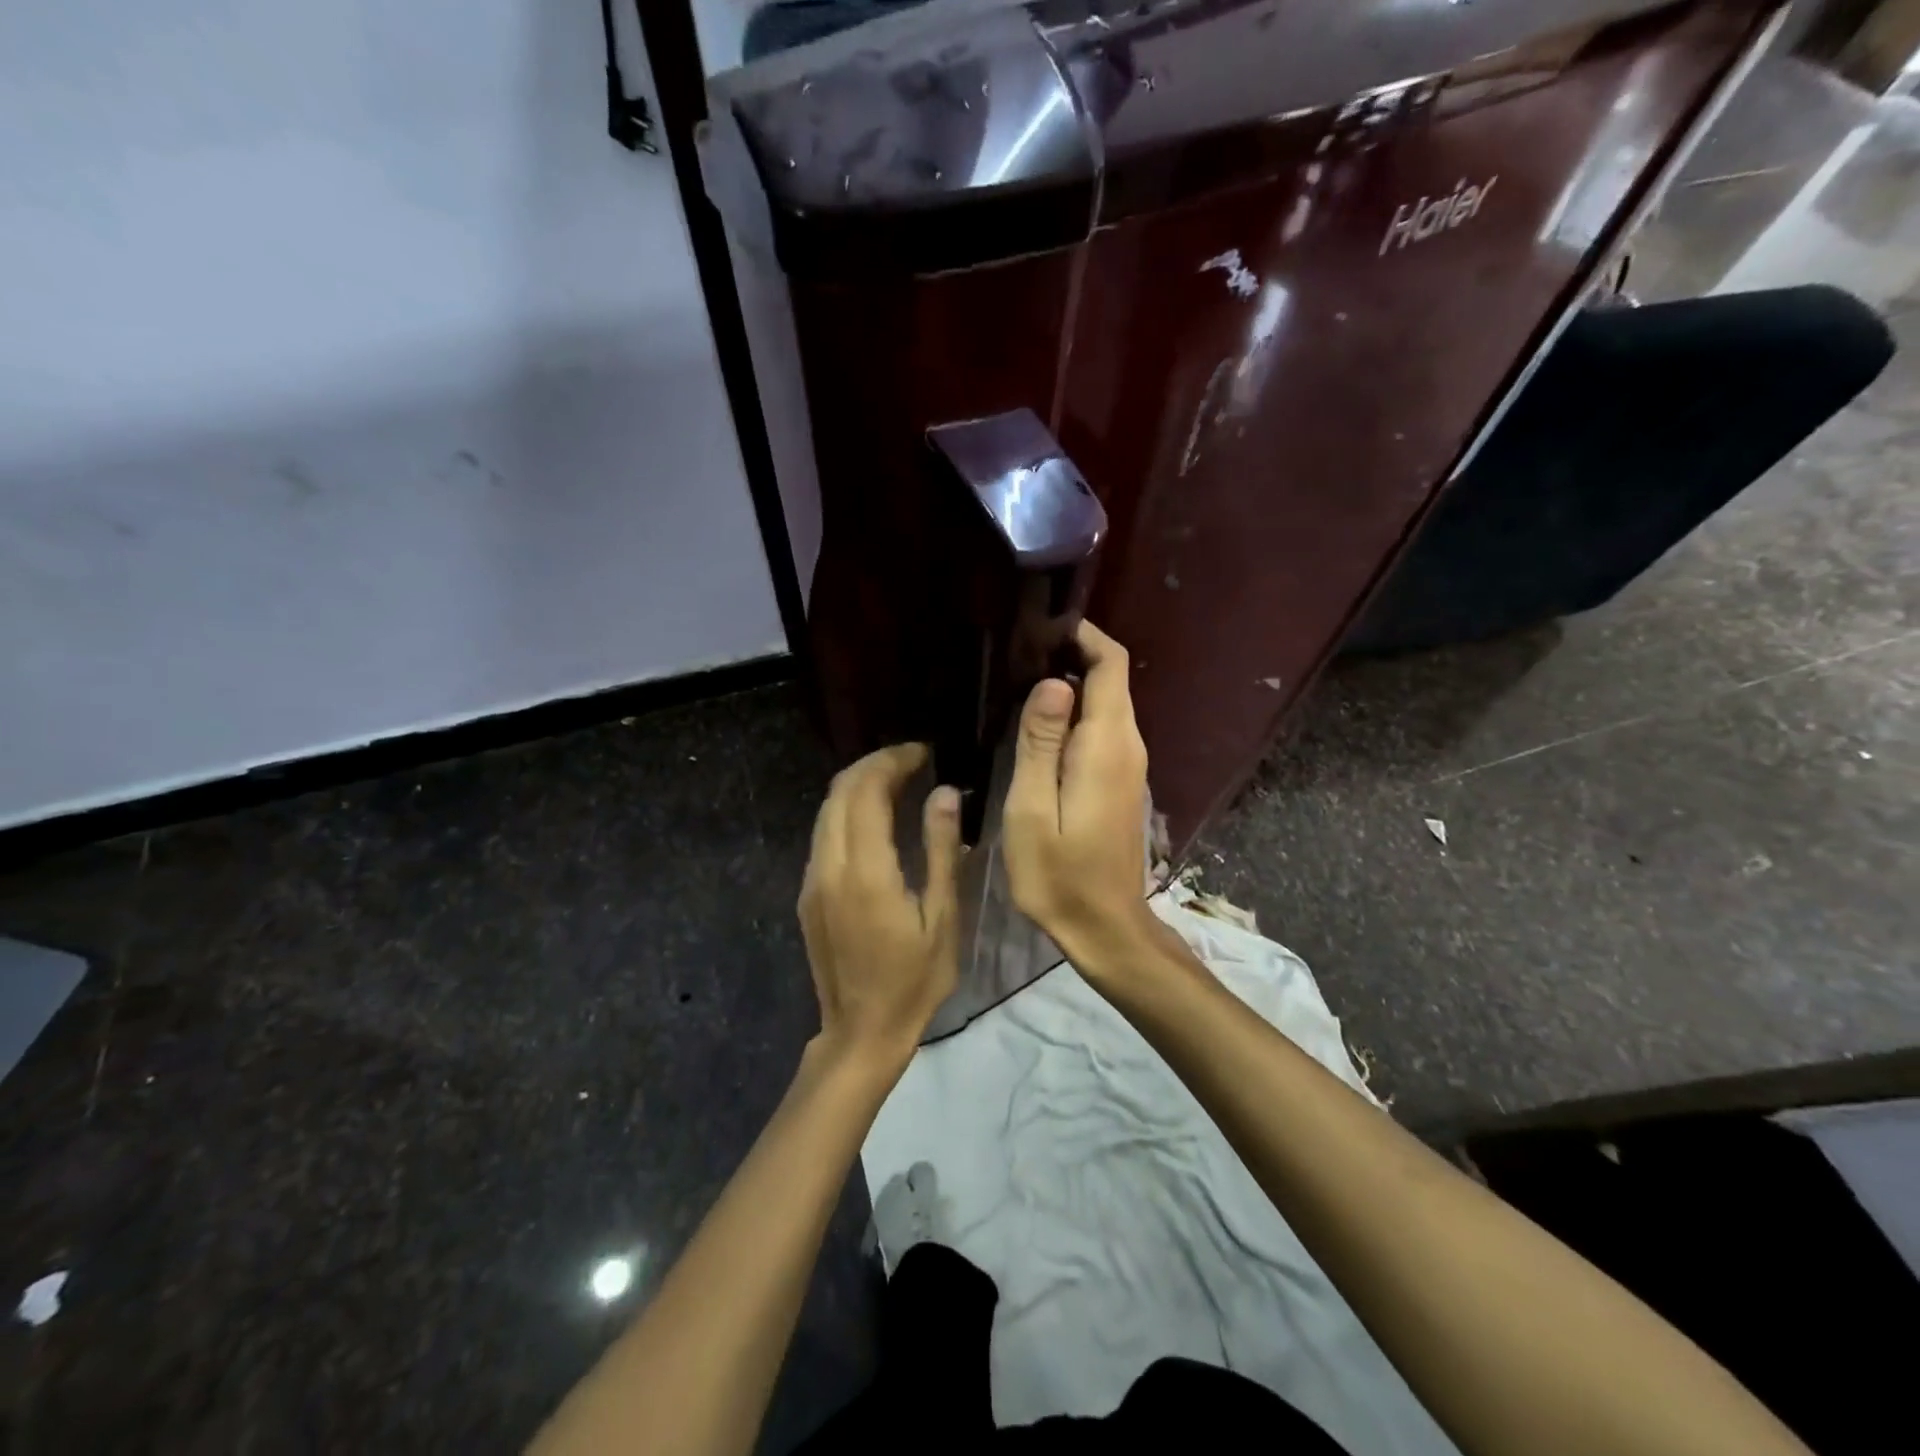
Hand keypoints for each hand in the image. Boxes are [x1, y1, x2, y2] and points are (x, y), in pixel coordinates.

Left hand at [798, 743, 961, 1078]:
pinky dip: (847, 811)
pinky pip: (823, 834)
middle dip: (873, 765)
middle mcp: (829, 866)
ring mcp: (812, 880)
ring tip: (897, 782)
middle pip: (839, 791)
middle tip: (912, 761)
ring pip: (826, 810)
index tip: (923, 753)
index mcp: (865, 872)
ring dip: (858, 786)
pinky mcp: (808, 893)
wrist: (861, 1032)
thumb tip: (944, 792)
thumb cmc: (914, 981)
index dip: (893, 761)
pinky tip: (875, 819)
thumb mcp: (943, 918)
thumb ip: (941, 850)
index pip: (866, 791)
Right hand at [1002, 621, 1153, 959]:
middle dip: (1070, 654)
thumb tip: (1052, 683)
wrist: (1105, 928)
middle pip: (1110, 678)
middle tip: (1015, 652)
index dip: (1082, 634)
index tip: (1039, 626)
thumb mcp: (1033, 810)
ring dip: (1069, 685)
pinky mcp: (1121, 782)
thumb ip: (1041, 743)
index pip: (1109, 665)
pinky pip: (1102, 730)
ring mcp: (1129, 765)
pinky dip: (1075, 714)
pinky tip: (1036, 726)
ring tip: (1017, 683)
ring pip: (1106, 703)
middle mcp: (1127, 745)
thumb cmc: (1060, 875)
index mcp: (1106, 745)